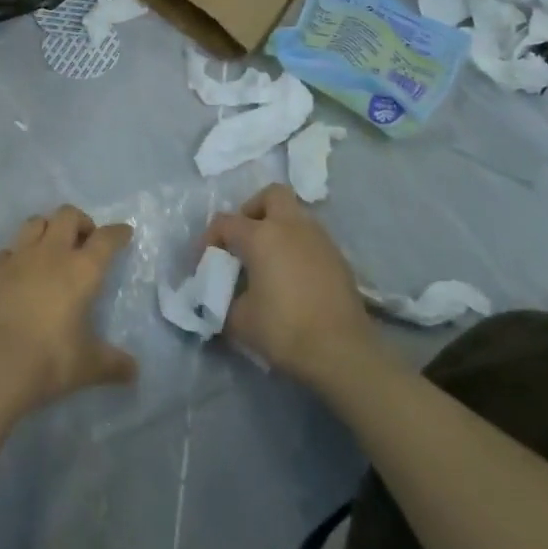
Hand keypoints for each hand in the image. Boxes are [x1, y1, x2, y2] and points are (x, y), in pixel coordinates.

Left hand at [0, 205, 136, 413]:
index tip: (123, 233)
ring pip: (35, 222)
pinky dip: (15, 256)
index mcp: (82, 270)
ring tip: (51, 247)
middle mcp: (52, 253)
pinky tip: (17, 272)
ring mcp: (19, 256)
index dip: (117, 232)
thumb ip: (113, 364)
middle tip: (84, 241)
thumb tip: (134, 371)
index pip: (106, 239)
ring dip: (47, 228)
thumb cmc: (50, 359)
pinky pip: (7, 250)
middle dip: (80, 221)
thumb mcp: (88, 365)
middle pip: (68, 215)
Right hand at [205, 185, 371, 383]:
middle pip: (271, 195)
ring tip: (268, 261)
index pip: (225, 222)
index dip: (209, 238)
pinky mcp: (338, 258)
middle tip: (244, 239)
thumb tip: (219, 298)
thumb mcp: (239, 321)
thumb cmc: (284, 330)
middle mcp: (291, 226)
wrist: (343, 353)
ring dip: (278, 229)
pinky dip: (297, 247)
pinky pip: (311, 239)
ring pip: (295, 216)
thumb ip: (222, 301)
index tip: (204, 262)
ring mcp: (319, 239)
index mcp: (261, 235)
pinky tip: (293, 277)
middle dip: (253, 210)